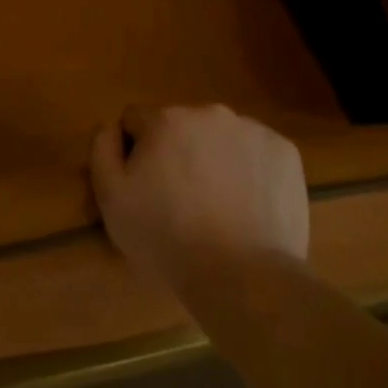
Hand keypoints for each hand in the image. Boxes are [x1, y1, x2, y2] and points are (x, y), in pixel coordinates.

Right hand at [91, 103, 308, 293]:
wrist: (243, 275)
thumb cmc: (167, 237)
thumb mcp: (112, 199)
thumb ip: (102, 150)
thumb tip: (111, 126)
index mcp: (166, 119)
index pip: (137, 120)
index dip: (136, 152)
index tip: (145, 186)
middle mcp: (209, 112)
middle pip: (182, 125)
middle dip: (177, 151)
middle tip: (182, 199)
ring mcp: (252, 129)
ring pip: (221, 137)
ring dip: (214, 158)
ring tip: (218, 207)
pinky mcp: (285, 151)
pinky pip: (257, 152)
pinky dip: (250, 170)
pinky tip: (248, 205)